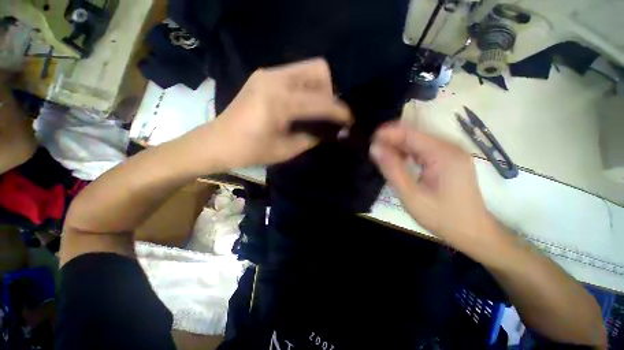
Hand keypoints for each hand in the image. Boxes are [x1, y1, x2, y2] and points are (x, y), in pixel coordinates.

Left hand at [208, 58, 351, 168]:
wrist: (218, 141)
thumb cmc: (250, 151)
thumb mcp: (286, 150)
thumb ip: (313, 138)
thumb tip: (334, 132)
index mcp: (279, 101)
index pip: (321, 101)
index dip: (340, 111)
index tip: (350, 120)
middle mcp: (275, 79)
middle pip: (319, 70)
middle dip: (331, 91)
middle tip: (330, 113)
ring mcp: (268, 73)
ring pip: (308, 69)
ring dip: (320, 88)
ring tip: (319, 109)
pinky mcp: (264, 76)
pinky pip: (296, 74)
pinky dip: (307, 87)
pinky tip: (304, 104)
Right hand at [370, 122, 496, 248]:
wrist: (472, 231)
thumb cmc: (441, 217)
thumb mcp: (411, 195)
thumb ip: (392, 170)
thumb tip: (374, 148)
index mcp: (443, 154)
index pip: (410, 133)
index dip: (387, 134)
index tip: (370, 141)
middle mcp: (450, 147)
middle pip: (414, 136)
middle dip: (391, 141)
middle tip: (374, 152)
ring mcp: (451, 153)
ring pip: (418, 142)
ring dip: (398, 147)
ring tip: (382, 157)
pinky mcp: (449, 159)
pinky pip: (424, 150)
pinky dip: (408, 153)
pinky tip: (398, 161)